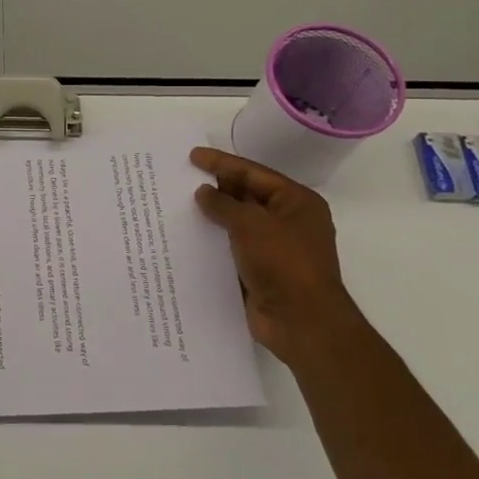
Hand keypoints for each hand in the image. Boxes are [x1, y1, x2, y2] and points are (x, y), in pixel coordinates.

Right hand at [190, 147, 360, 366]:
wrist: (302, 322)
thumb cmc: (283, 263)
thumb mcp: (251, 225)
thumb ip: (224, 205)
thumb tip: (203, 192)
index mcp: (296, 202)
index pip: (254, 173)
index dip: (222, 163)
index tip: (193, 156)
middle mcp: (288, 221)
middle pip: (246, 196)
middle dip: (216, 188)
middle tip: (181, 179)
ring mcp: (274, 248)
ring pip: (236, 224)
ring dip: (211, 217)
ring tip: (177, 206)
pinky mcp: (260, 272)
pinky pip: (231, 249)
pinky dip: (213, 243)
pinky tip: (187, 238)